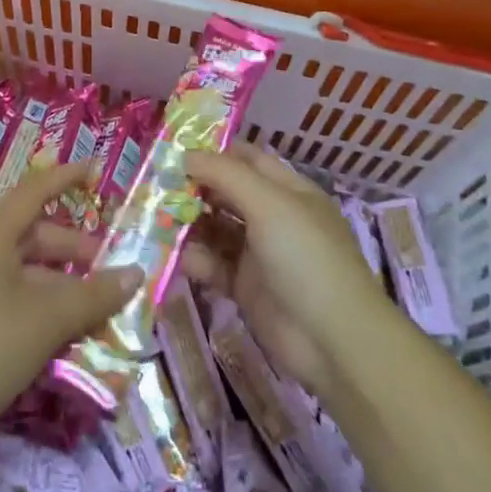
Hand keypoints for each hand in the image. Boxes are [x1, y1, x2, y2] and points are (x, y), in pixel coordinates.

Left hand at [0, 161, 142, 441]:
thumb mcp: (45, 321)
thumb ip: (93, 296)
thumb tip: (136, 273)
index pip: (35, 190)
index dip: (66, 177)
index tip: (96, 169)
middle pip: (33, 236)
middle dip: (73, 249)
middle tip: (109, 271)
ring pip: (22, 272)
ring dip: (58, 285)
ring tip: (91, 311)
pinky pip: (7, 298)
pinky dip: (36, 307)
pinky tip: (55, 338)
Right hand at [182, 143, 394, 397]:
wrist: (334, 341)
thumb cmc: (305, 257)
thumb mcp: (268, 204)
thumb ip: (225, 175)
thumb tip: (185, 154)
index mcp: (288, 191)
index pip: (247, 159)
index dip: (214, 152)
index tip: (173, 150)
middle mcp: (274, 218)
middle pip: (227, 194)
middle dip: (194, 189)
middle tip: (156, 187)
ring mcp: (260, 254)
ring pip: (216, 230)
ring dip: (190, 226)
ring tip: (159, 224)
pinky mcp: (247, 289)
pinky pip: (215, 266)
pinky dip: (198, 261)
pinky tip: (183, 261)